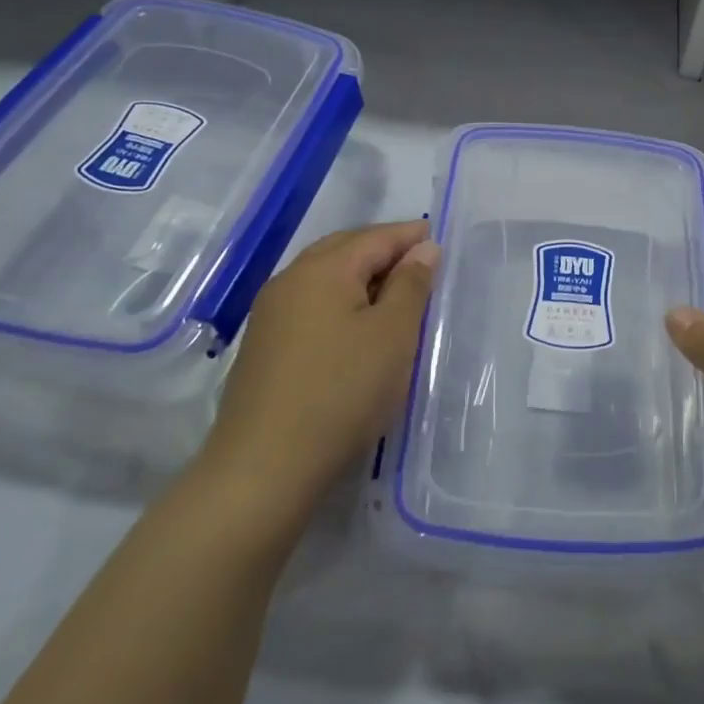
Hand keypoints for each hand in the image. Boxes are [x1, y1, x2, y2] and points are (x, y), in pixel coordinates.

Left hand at [204, 221, 438, 500]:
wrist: (263, 468)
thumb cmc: (342, 392)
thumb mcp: (393, 335)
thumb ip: (411, 285)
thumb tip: (423, 248)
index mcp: (323, 269)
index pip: (376, 237)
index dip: (409, 236)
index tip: (439, 240)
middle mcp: (291, 279)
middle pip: (345, 249)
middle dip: (383, 250)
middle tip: (420, 263)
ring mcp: (271, 313)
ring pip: (325, 276)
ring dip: (361, 275)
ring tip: (394, 293)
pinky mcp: (264, 345)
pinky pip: (311, 302)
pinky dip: (341, 299)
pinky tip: (356, 324)